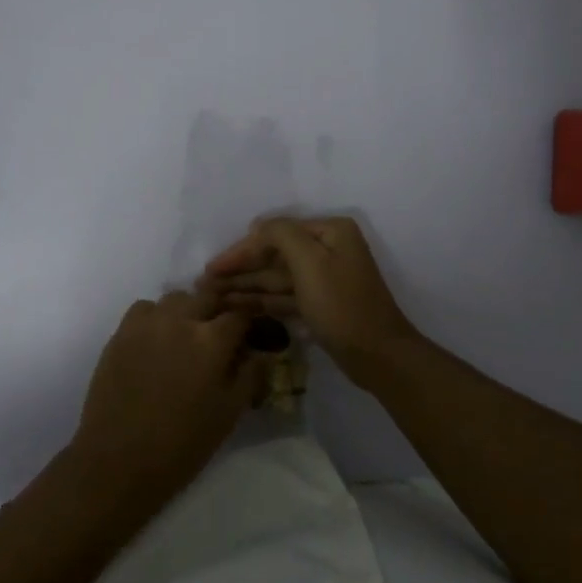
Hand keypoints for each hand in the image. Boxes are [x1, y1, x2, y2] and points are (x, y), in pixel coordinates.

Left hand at [69, 293, 257, 503]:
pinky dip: (155, 317)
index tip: (249, 335)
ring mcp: (148, 323)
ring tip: (185, 337)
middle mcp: (181, 320)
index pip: (239, 315)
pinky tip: (156, 340)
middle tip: (217, 336)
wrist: (118, 460)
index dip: (248, 323)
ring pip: (176, 299)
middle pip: (207, 297)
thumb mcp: (229, 414)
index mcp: (212, 340)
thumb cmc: (182, 443)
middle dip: (217, 312)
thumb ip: (249, 376)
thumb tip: (261, 353)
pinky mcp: (121, 332)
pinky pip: (144, 309)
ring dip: (186, 312)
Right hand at [199, 216, 421, 387]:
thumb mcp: (311, 262)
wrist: (378, 356)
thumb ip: (280, 235)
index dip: (241, 250)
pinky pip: (283, 296)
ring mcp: (323, 278)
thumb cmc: (342, 305)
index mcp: (329, 232)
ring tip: (210, 296)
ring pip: (275, 278)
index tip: (211, 268)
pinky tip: (233, 306)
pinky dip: (260, 300)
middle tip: (203, 283)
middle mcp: (327, 249)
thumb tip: (257, 226)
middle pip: (273, 255)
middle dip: (239, 269)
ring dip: (244, 285)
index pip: (274, 233)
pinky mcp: (318, 304)